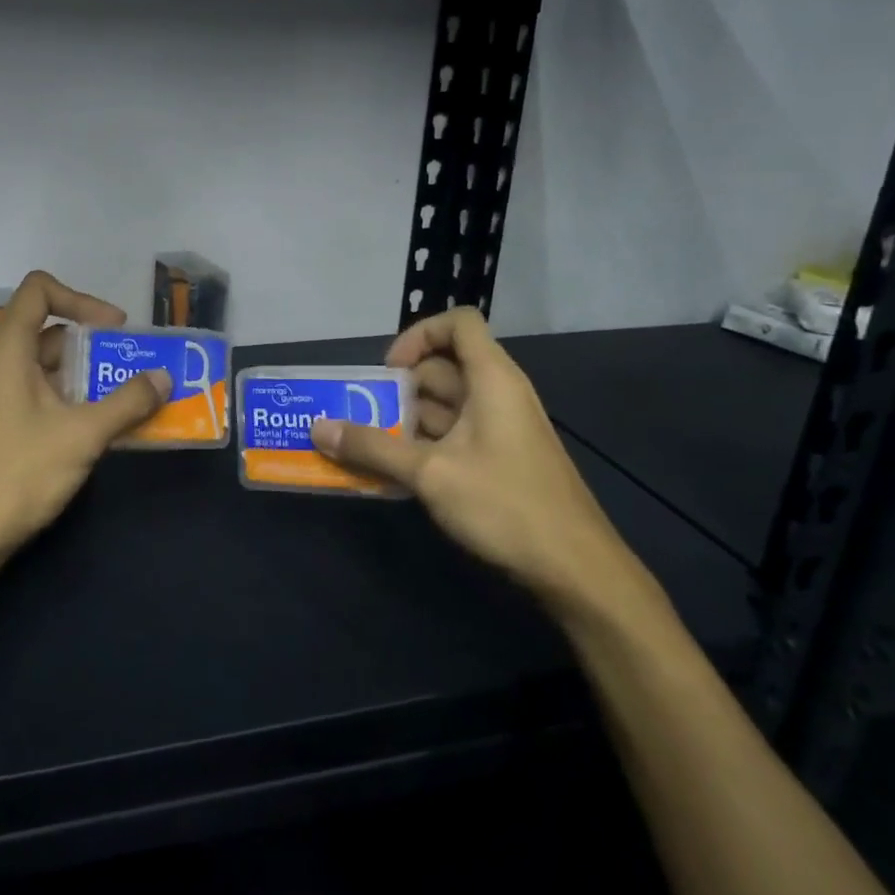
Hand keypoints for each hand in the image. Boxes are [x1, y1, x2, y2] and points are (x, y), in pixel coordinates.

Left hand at [0, 271, 167, 566]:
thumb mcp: (82, 434)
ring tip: (125, 400)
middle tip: (131, 367)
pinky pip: (39, 395)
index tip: (114, 330)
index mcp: (8, 348)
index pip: (39, 290)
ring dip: (86, 377)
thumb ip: (127, 402)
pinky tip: (98, 430)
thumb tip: (163, 378)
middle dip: (94, 345)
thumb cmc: (18, 473)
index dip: (80, 299)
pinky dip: (70, 400)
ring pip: (46, 367)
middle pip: (48, 330)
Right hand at [311, 307, 637, 611]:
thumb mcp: (430, 473)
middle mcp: (498, 394)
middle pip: (443, 367)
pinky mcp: (499, 459)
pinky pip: (453, 435)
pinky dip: (422, 444)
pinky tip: (395, 473)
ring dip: (405, 420)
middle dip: (398, 387)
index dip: (419, 335)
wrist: (576, 570)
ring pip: (444, 406)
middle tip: (362, 414)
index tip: (388, 371)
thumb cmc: (505, 505)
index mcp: (492, 379)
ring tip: (367, 445)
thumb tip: (318, 428)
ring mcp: (500, 429)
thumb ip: (373, 447)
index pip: (458, 323)